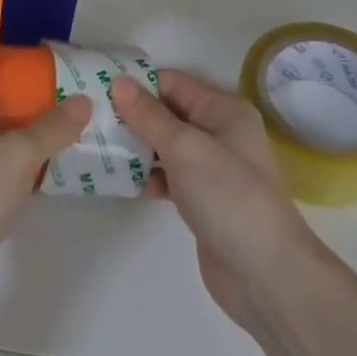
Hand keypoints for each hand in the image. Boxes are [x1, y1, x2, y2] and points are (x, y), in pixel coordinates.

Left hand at [0, 54, 91, 323]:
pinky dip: (20, 161)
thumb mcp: (18, 155)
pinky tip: (51, 170)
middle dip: (39, 97)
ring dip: (33, 132)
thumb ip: (54, 126)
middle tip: (81, 100)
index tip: (66, 65)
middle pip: (1, 95)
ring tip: (76, 132)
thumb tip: (84, 100)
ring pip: (1, 131)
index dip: (28, 60)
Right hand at [112, 68, 319, 335]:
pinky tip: (123, 182)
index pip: (174, 83)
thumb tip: (119, 81)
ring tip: (99, 148)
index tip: (98, 89)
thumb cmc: (228, 196)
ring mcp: (213, 169)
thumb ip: (150, 115)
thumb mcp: (185, 148)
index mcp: (224, 110)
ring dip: (138, 146)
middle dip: (134, 115)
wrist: (264, 274)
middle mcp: (221, 133)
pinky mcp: (204, 200)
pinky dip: (150, 175)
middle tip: (92, 120)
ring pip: (167, 146)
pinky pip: (170, 176)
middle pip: (169, 113)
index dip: (138, 84)